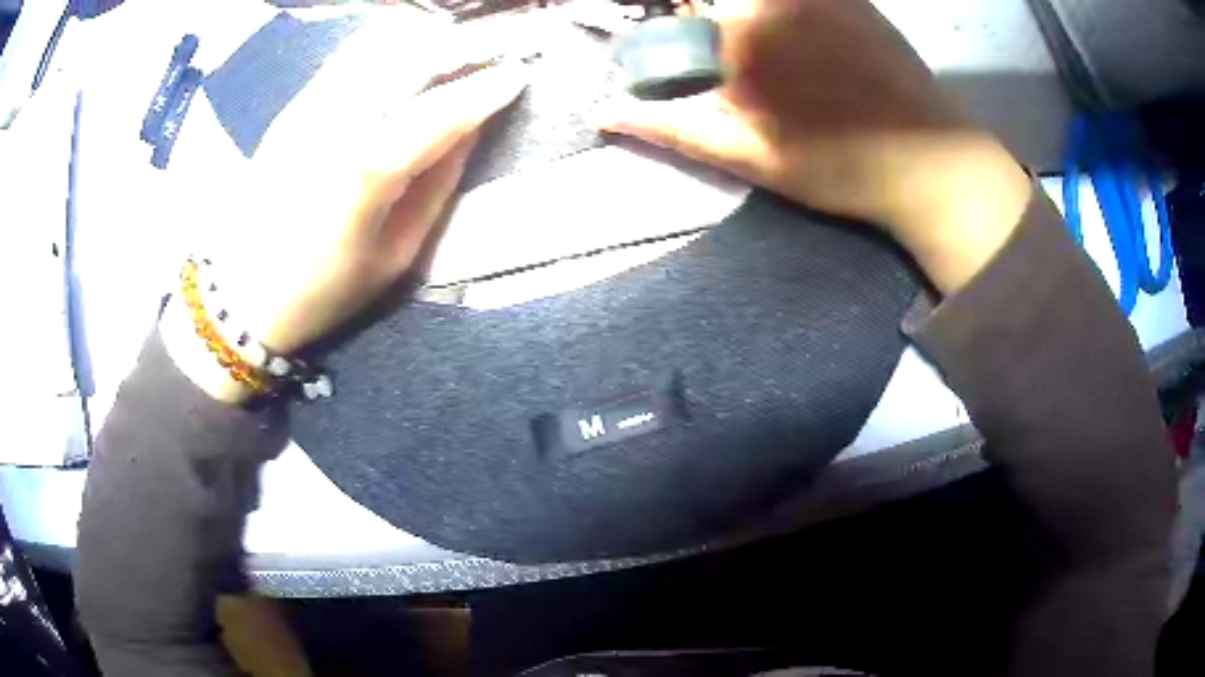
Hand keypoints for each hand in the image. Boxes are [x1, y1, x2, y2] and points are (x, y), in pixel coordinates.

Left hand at [164, 27, 526, 401]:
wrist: (243, 293)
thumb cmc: (325, 289)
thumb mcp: (397, 255)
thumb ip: (438, 186)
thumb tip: (470, 131)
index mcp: (368, 171)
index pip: (442, 111)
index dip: (486, 89)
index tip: (520, 75)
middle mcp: (338, 123)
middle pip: (411, 58)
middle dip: (462, 46)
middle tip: (494, 50)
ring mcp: (310, 107)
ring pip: (379, 44)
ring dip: (425, 38)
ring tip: (454, 46)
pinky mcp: (294, 106)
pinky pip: (349, 55)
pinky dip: (387, 43)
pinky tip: (406, 54)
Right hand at [598, 0, 1032, 293]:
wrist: (932, 164)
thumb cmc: (839, 166)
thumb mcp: (748, 156)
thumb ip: (672, 127)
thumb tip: (609, 115)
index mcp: (740, 30)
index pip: (680, 16)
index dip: (676, 32)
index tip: (683, 50)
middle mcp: (775, 0)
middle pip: (718, 6)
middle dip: (707, 23)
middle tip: (734, 58)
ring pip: (755, 3)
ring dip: (746, 22)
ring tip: (783, 69)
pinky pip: (799, 2)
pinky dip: (785, 16)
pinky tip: (810, 49)